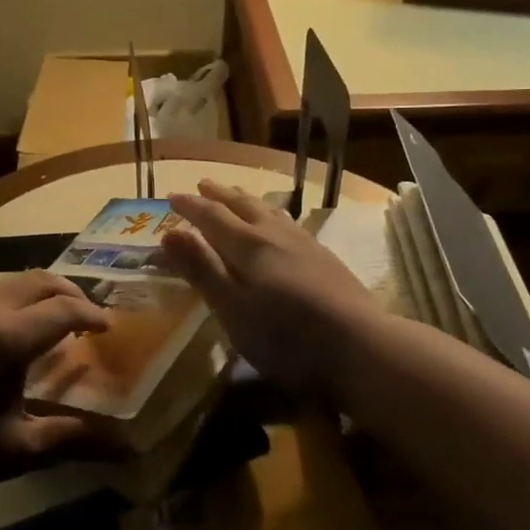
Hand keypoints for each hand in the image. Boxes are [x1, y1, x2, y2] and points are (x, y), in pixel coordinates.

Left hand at [0, 271, 112, 501]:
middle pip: (40, 280)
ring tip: (53, 319)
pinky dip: (14, 300)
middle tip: (87, 314)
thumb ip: (65, 437)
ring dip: (40, 293)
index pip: (65, 309)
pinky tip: (11, 329)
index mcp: (9, 337)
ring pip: (12, 283)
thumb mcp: (13, 449)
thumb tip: (117, 446)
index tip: (108, 326)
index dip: (92, 314)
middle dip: (70, 291)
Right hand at [160, 180, 384, 394]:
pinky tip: (280, 225)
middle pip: (243, 205)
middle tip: (203, 184)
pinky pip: (289, 222)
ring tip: (238, 194)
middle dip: (220, 194)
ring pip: (270, 211)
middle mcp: (274, 235)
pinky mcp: (326, 258)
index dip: (191, 206)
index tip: (172, 196)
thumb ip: (201, 269)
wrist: (361, 346)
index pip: (212, 216)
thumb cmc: (285, 334)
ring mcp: (304, 244)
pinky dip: (273, 214)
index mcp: (247, 245)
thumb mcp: (231, 308)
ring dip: (248, 199)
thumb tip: (168, 232)